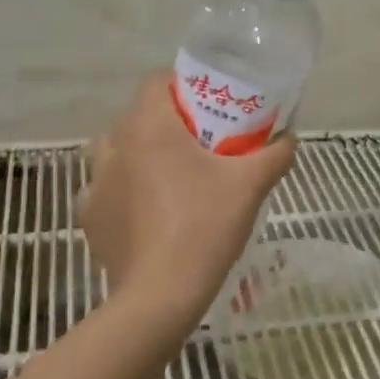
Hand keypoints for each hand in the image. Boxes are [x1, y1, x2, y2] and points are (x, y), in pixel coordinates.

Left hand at [79, 74, 297, 330]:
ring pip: (117, 150)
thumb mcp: (251, 184)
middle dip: (166, 121)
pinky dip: (125, 190)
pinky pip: (108, 188)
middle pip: (138, 115)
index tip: (209, 103)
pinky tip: (149, 210)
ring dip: (140, 152)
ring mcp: (96, 183)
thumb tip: (289, 138)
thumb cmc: (204, 226)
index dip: (183, 85)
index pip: (157, 82)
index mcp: (149, 126)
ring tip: (171, 173)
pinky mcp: (90, 217)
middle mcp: (115, 146)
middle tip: (200, 139)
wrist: (160, 297)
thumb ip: (275, 153)